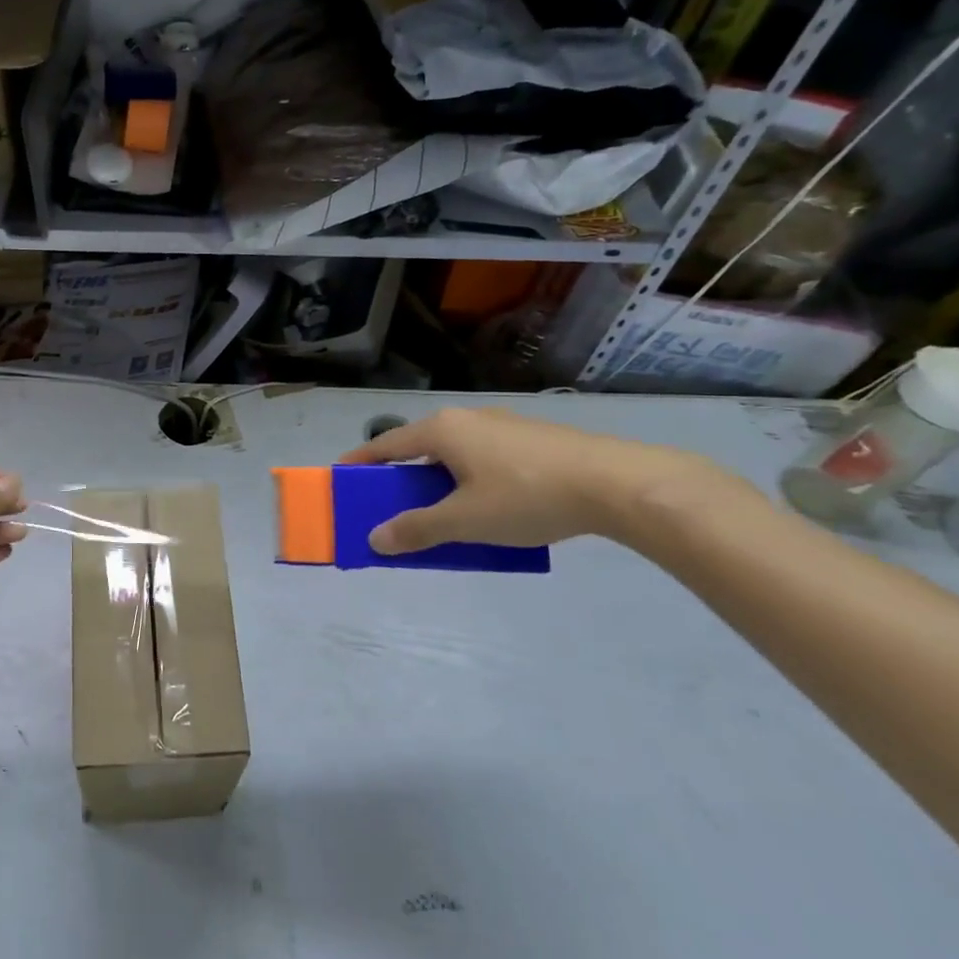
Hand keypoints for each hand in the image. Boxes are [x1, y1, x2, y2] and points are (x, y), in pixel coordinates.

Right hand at [340, 407, 715, 553]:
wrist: (618, 483)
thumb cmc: (527, 497)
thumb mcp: (464, 521)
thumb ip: (417, 529)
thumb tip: (375, 539)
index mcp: (441, 431)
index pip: (385, 445)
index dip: (359, 463)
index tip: (340, 478)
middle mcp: (467, 419)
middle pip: (419, 448)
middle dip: (401, 478)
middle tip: (391, 506)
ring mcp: (503, 426)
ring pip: (454, 454)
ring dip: (438, 482)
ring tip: (442, 513)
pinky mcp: (533, 438)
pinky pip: (484, 458)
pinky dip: (469, 480)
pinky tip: (489, 508)